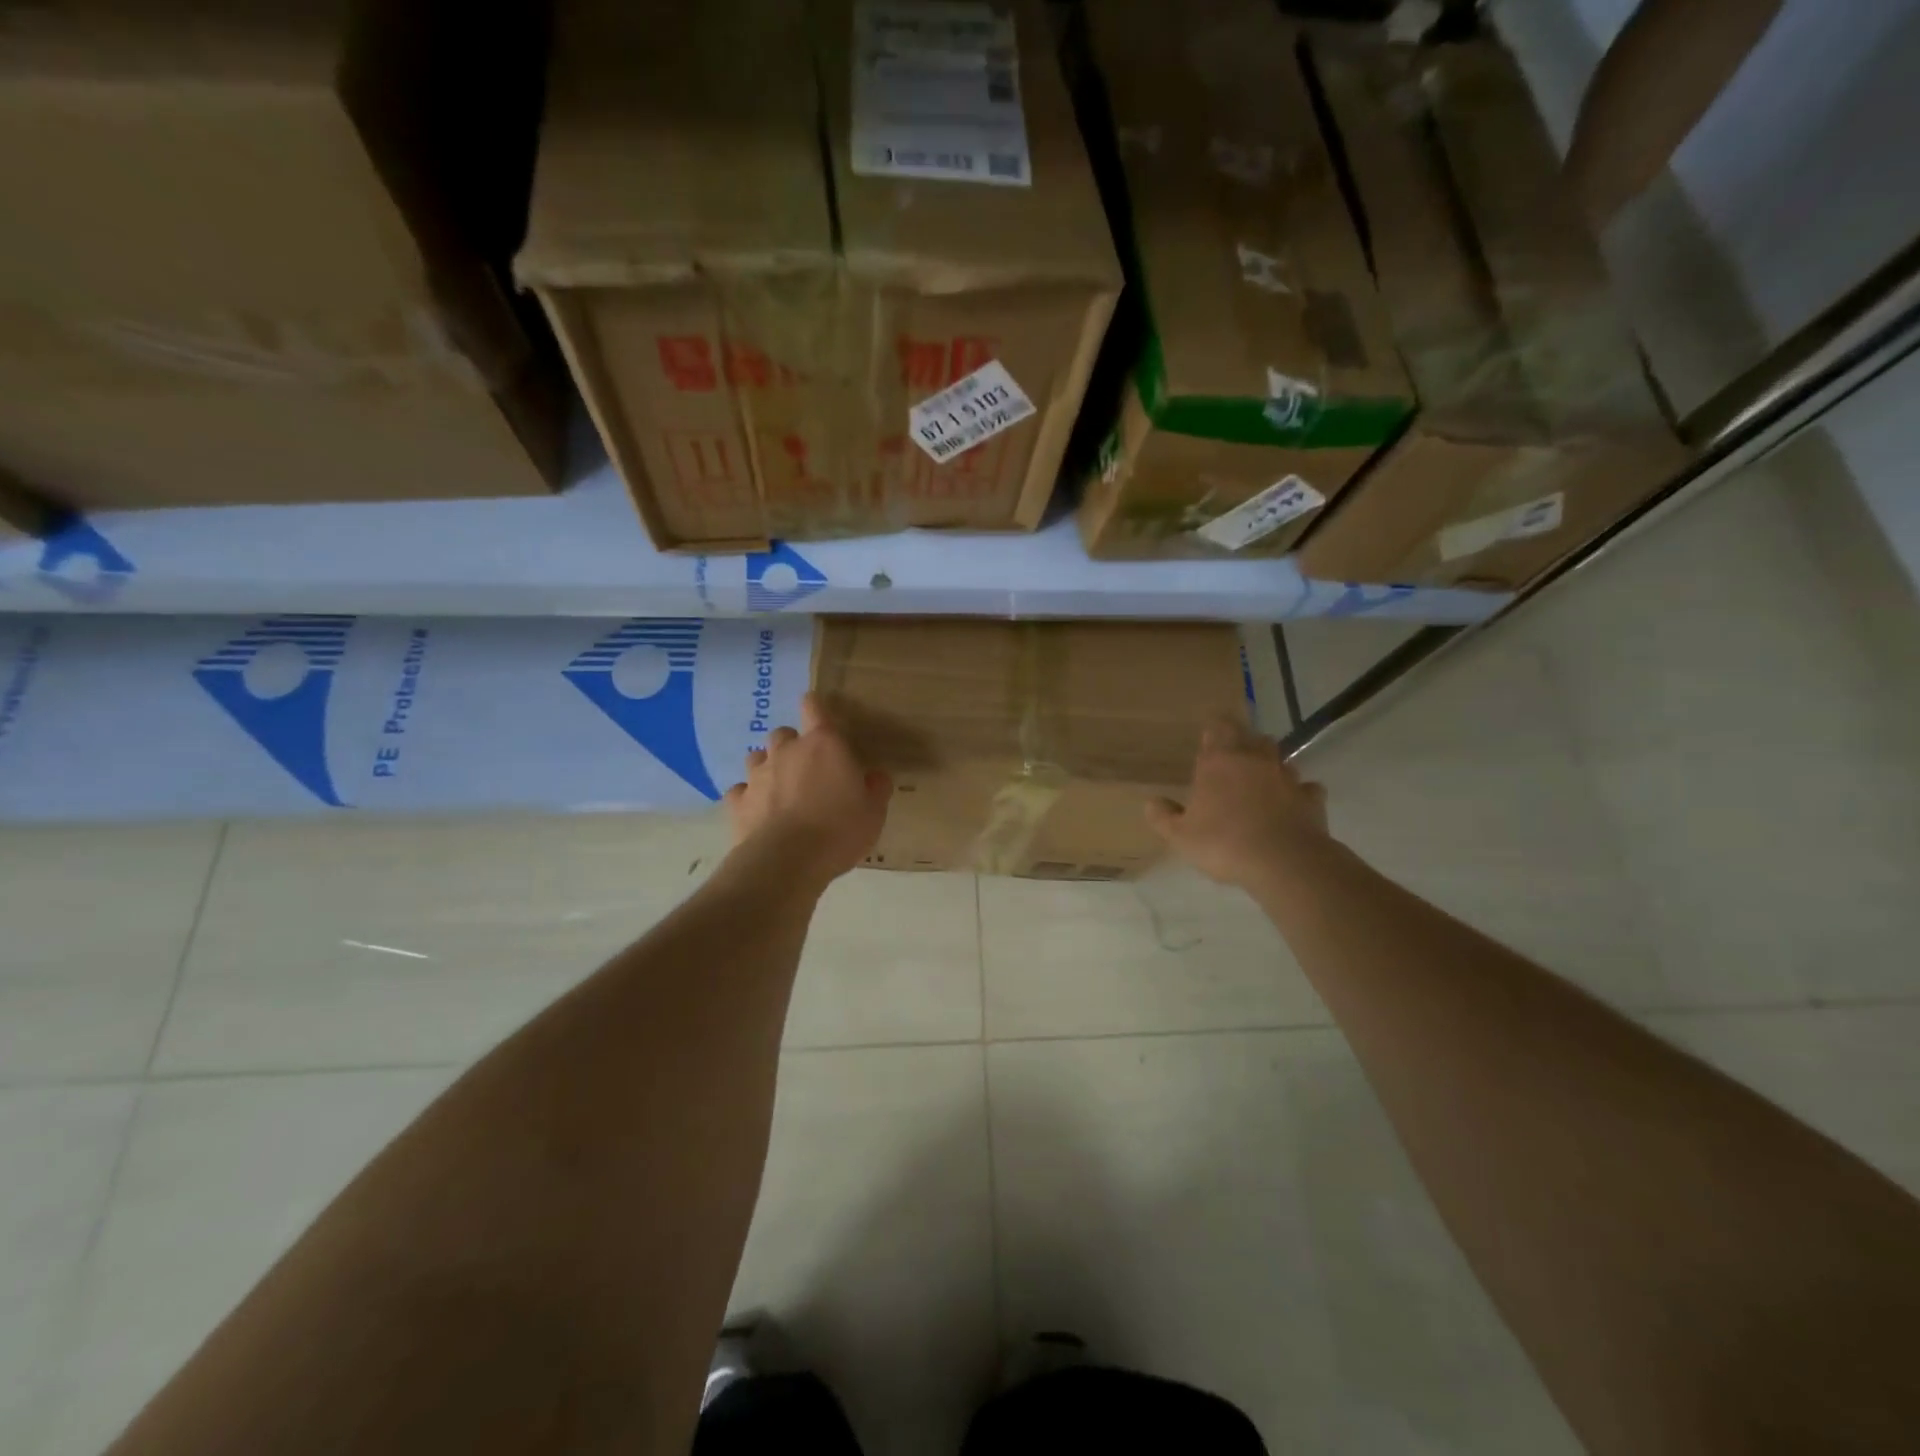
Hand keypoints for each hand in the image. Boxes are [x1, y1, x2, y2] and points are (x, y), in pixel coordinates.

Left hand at [724, 693, 892, 885]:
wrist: (787, 861)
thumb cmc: (839, 830)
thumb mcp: (874, 812)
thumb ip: (876, 788)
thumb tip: (875, 776)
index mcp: (824, 744)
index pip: (814, 707)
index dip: (815, 707)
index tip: (820, 717)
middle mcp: (787, 750)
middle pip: (783, 733)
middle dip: (793, 746)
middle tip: (807, 769)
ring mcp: (758, 775)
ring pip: (757, 757)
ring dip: (768, 767)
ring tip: (780, 789)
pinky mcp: (737, 801)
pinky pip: (741, 791)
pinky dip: (749, 797)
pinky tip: (758, 812)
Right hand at [1146, 717, 1331, 888]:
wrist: (1284, 862)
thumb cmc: (1224, 843)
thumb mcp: (1180, 836)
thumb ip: (1164, 817)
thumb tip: (1151, 802)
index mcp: (1219, 761)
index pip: (1218, 727)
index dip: (1214, 729)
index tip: (1210, 737)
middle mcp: (1255, 760)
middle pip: (1252, 738)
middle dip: (1244, 745)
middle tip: (1233, 762)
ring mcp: (1287, 776)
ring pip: (1280, 759)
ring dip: (1270, 767)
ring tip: (1260, 784)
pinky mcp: (1311, 798)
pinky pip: (1306, 788)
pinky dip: (1299, 793)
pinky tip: (1292, 805)